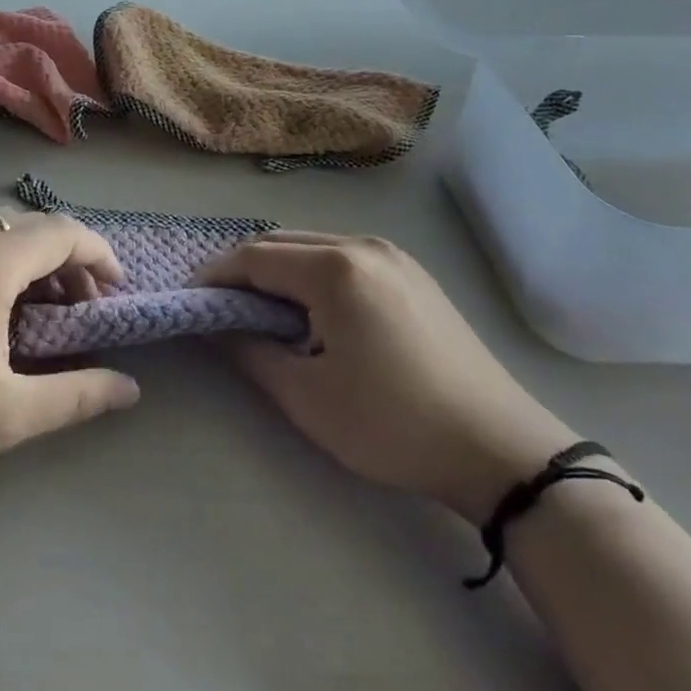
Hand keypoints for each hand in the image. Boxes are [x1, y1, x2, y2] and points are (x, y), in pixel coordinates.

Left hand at [0, 212, 140, 488]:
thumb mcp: (6, 415)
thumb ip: (76, 396)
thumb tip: (129, 389)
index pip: (63, 233)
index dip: (99, 254)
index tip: (116, 289)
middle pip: (32, 226)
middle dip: (67, 260)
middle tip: (79, 309)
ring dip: (29, 259)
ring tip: (34, 311)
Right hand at [195, 234, 578, 522]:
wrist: (499, 448)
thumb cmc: (394, 424)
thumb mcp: (309, 398)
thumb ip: (252, 353)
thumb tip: (216, 328)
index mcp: (335, 269)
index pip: (256, 257)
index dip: (216, 275)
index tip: (191, 299)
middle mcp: (362, 245)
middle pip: (282, 243)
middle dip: (245, 268)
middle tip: (220, 305)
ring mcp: (392, 254)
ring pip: (314, 245)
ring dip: (280, 269)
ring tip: (262, 309)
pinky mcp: (412, 272)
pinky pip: (344, 256)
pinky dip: (313, 272)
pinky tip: (313, 309)